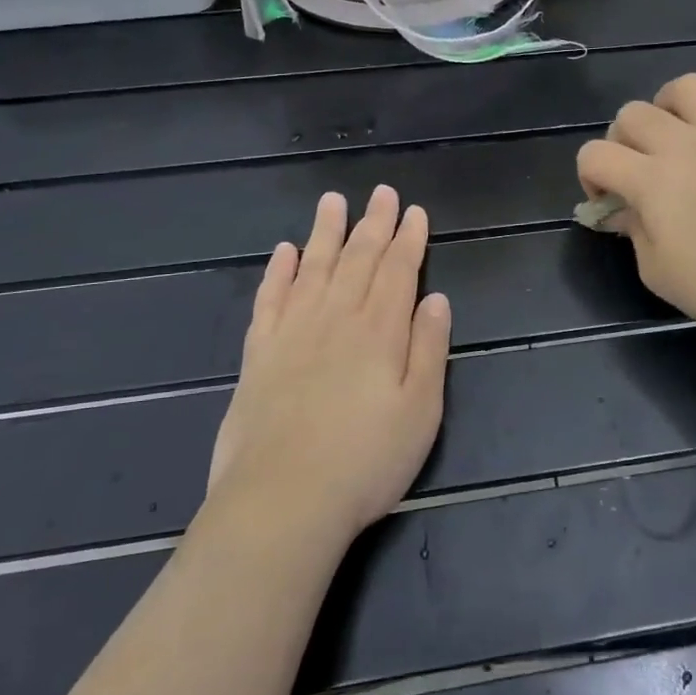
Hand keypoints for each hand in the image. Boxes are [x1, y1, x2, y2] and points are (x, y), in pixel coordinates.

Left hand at [207, 187, 451, 546]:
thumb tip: (436, 299)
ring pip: (313, 267)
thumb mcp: (421, 411)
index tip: (414, 211)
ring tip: (332, 201)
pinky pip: (270, 299)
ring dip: (325, 233)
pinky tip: (284, 251)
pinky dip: (278, 272)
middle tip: (381, 192)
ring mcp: (293, 332)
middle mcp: (336, 318)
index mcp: (380, 331)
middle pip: (358, 259)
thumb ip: (429, 349)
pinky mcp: (259, 354)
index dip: (408, 239)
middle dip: (373, 223)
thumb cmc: (365, 461)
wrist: (282, 501)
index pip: (398, 270)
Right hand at [576, 74, 695, 351]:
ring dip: (672, 107)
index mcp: (652, 181)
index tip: (607, 201)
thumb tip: (625, 209)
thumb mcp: (656, 271)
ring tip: (679, 135)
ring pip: (689, 87)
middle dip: (622, 139)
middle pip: (633, 113)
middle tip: (638, 169)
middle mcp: (687, 146)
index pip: (594, 153)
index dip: (589, 176)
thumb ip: (633, 230)